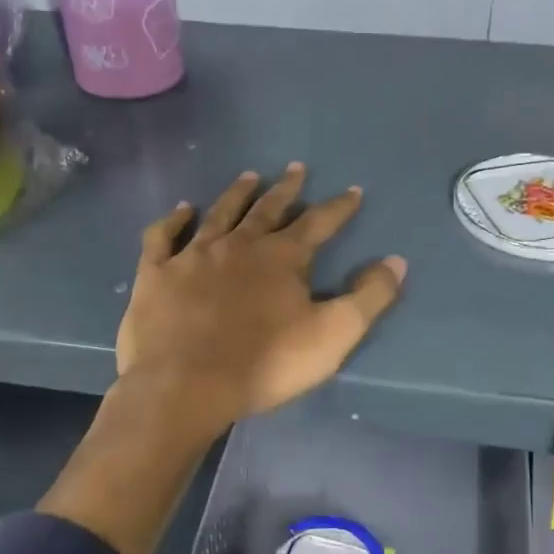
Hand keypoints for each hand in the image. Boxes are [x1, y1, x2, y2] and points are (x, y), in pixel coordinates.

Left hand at [116, 165, 406, 436]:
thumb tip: (397, 261)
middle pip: (268, 209)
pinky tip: (181, 210)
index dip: (339, 207)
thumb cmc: (265, 363)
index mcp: (282, 258)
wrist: (185, 385)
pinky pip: (163, 237)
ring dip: (237, 194)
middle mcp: (238, 245)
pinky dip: (173, 220)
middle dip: (287, 189)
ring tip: (249, 176)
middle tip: (296, 168)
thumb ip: (369, 297)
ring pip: (219, 214)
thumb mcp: (333, 334)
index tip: (353, 190)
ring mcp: (193, 256)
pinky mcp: (156, 273)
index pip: (318, 223)